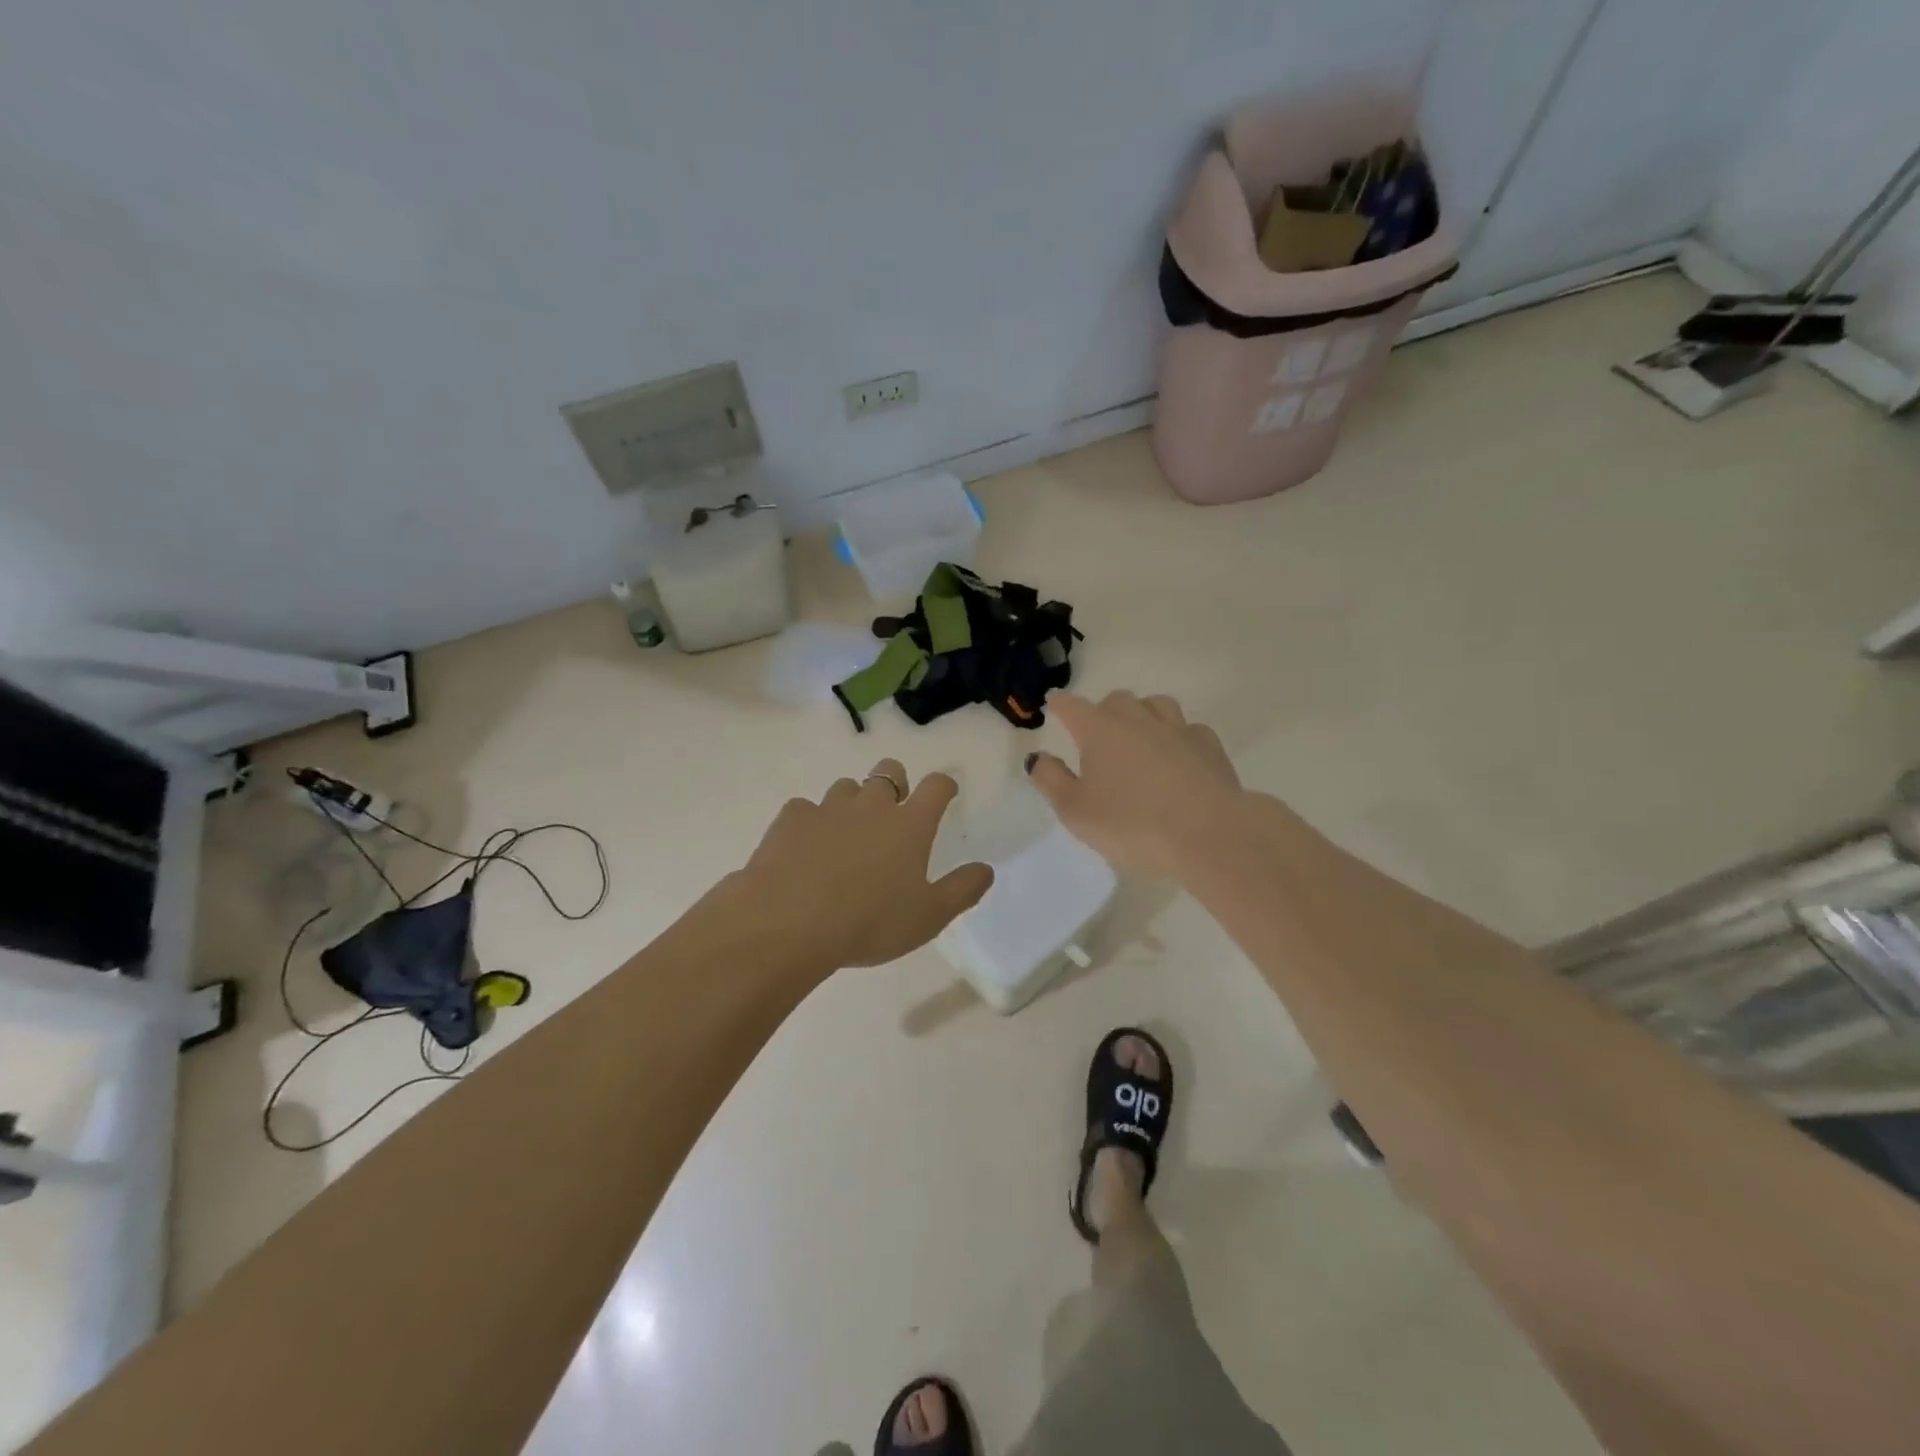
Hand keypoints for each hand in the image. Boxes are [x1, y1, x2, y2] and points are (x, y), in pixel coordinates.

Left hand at [732, 759, 993, 969]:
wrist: (789, 922)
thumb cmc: (869, 922)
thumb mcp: (929, 917)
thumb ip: (962, 890)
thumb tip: (986, 869)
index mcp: (909, 825)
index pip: (936, 786)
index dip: (944, 785)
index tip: (945, 793)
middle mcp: (871, 806)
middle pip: (888, 771)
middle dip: (895, 782)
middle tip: (893, 812)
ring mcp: (828, 808)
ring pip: (846, 787)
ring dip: (852, 803)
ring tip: (846, 835)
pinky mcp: (791, 819)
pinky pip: (805, 809)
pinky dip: (810, 823)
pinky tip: (805, 849)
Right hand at [1028, 691, 1244, 878]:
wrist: (1209, 834)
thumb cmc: (1131, 824)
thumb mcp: (1075, 811)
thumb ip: (1051, 780)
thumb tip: (1038, 757)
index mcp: (1099, 729)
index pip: (1071, 706)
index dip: (1060, 705)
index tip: (1054, 706)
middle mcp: (1138, 718)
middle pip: (1115, 700)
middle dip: (1102, 712)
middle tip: (1097, 738)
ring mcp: (1178, 728)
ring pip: (1156, 705)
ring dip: (1143, 715)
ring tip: (1139, 739)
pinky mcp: (1210, 746)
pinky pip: (1188, 729)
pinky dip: (1177, 738)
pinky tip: (1178, 758)